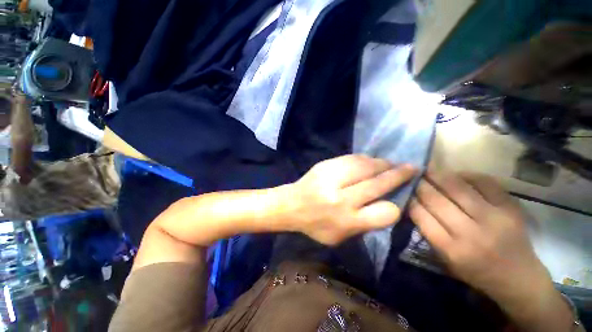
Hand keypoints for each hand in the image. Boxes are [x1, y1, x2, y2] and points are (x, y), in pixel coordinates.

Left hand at [288, 155, 415, 245]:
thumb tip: (386, 205)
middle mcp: (342, 198)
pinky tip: (371, 161)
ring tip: (391, 164)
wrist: (291, 205)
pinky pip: (352, 159)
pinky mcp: (325, 165)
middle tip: (411, 168)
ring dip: (383, 164)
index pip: (386, 212)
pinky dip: (365, 159)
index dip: (395, 206)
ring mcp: (332, 178)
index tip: (397, 199)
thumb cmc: (315, 225)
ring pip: (366, 166)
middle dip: (398, 175)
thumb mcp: (340, 237)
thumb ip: (364, 225)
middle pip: (378, 183)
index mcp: (348, 221)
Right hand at [410, 171, 547, 297]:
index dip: (410, 199)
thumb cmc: (476, 271)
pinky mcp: (511, 208)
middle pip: (436, 199)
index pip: (420, 215)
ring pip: (457, 187)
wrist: (519, 278)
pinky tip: (457, 175)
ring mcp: (494, 218)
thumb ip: (428, 232)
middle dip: (420, 184)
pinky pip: (484, 182)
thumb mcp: (445, 259)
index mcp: (451, 249)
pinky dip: (467, 175)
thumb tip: (413, 203)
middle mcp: (471, 233)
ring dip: (438, 175)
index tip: (404, 190)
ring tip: (428, 169)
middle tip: (412, 176)